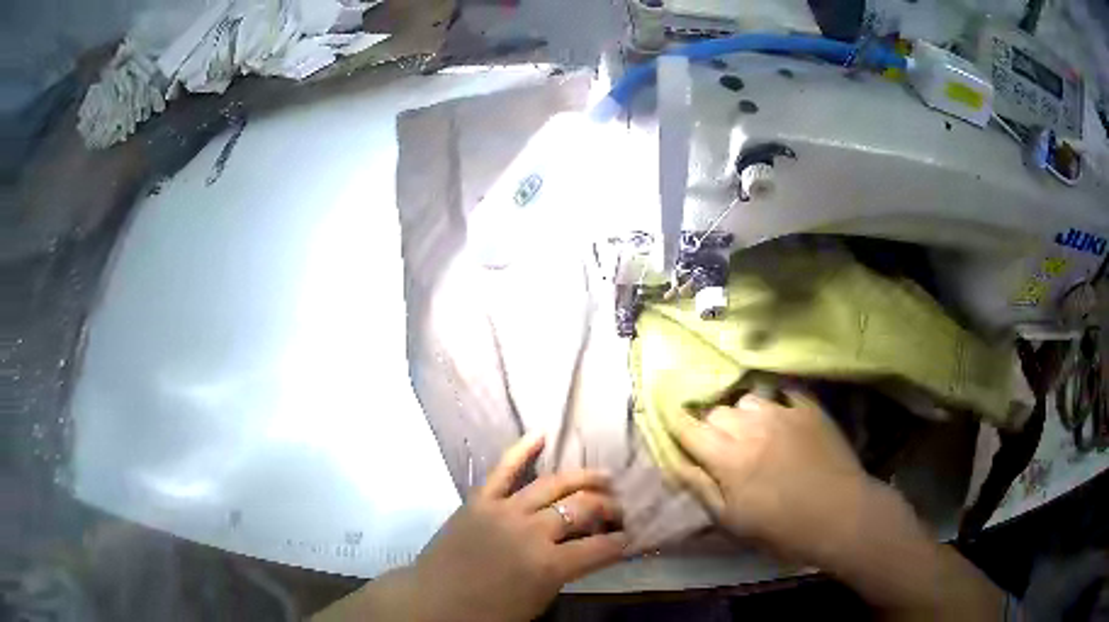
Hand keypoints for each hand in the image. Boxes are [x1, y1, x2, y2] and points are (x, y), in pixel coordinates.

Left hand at [409, 434, 626, 621]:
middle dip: (609, 508)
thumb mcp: (539, 600)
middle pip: (582, 508)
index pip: (601, 547)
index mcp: (549, 565)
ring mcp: (504, 511)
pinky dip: (522, 450)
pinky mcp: (479, 500)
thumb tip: (589, 551)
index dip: (622, 542)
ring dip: (583, 478)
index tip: (630, 537)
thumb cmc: (489, 613)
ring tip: (604, 477)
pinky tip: (541, 434)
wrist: (435, 601)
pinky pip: (503, 470)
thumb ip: (566, 572)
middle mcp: (532, 531)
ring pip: (553, 484)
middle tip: (619, 509)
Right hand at [667, 391, 871, 563]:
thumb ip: (701, 489)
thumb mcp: (732, 521)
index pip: (690, 429)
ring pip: (749, 399)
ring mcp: (783, 413)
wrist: (840, 514)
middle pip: (718, 411)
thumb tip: (676, 464)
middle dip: (712, 426)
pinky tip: (782, 419)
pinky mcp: (810, 409)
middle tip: (722, 446)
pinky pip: (784, 393)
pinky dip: (776, 404)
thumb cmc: (781, 528)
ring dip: (744, 414)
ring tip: (755, 432)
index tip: (674, 425)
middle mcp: (751, 426)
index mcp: (728, 457)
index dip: (677, 425)